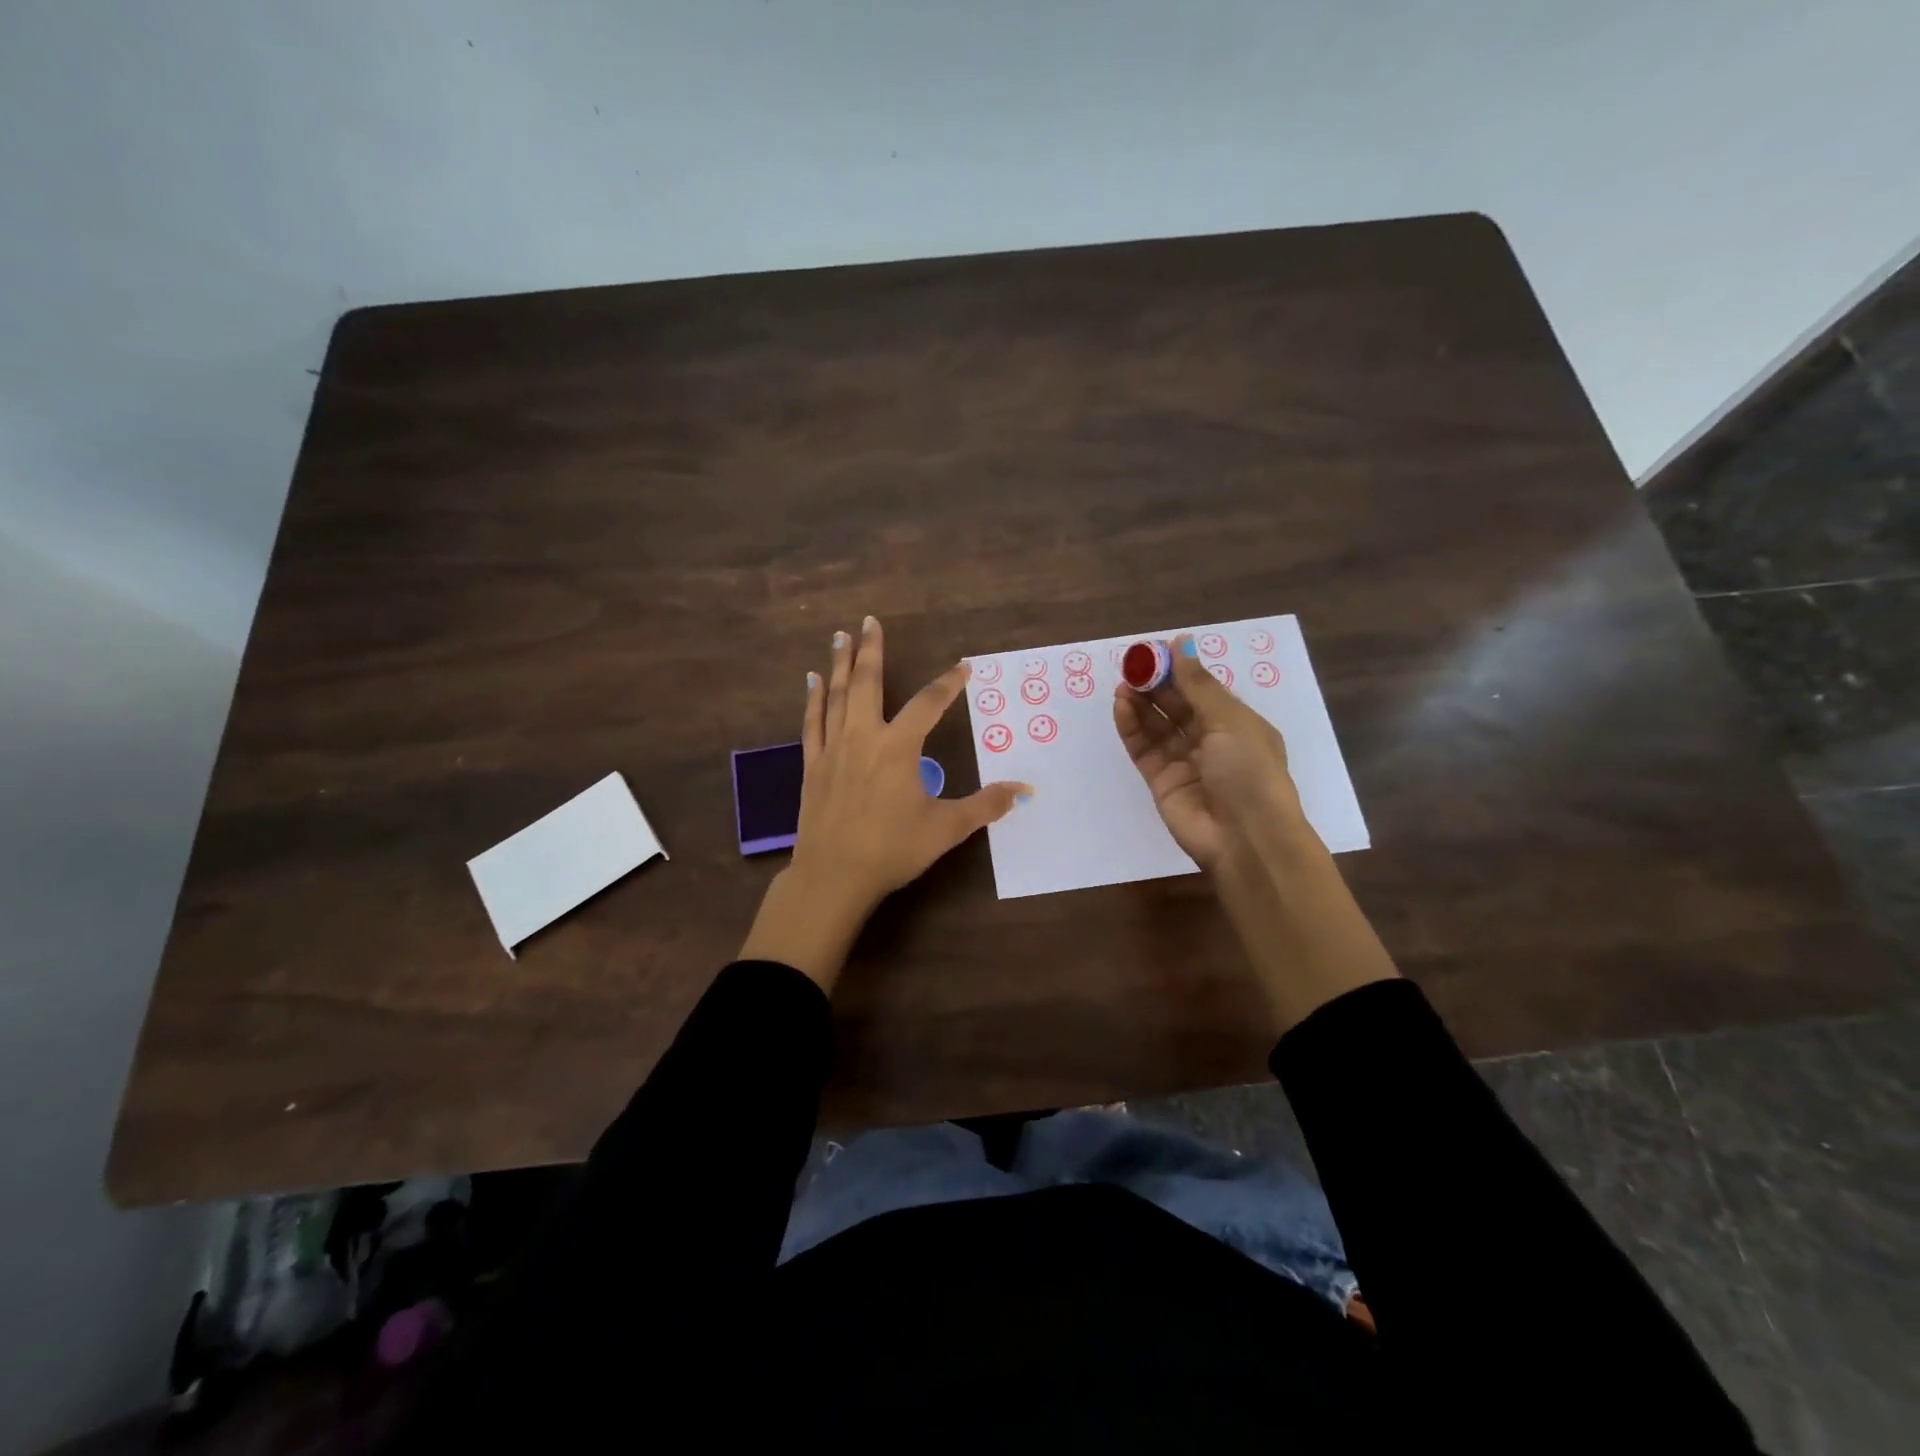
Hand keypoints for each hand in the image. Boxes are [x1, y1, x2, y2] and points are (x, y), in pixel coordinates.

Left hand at [740, 616, 1031, 991]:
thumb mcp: (945, 829)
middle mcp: (864, 737)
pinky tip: (812, 681)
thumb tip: (1023, 790)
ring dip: (840, 664)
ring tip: (840, 636)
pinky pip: (812, 722)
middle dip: (872, 650)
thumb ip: (984, 806)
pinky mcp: (813, 765)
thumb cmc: (892, 850)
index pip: (929, 704)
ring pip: (836, 696)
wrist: (833, 876)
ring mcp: (834, 749)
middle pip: (868, 683)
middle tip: (870, 621)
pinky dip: (813, 699)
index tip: (963, 667)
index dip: (948, 683)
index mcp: (898, 748)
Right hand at [1113, 635, 1305, 872]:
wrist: (1245, 838)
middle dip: (1156, 685)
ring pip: (1157, 726)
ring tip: (1124, 685)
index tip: (1156, 650)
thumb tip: (1181, 643)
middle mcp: (1211, 742)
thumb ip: (1198, 684)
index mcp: (1237, 725)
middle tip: (1133, 665)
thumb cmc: (1249, 771)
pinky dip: (1131, 727)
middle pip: (1177, 706)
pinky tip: (1121, 706)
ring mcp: (1184, 762)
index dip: (1180, 670)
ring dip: (1141, 703)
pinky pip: (1143, 748)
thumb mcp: (1230, 721)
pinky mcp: (1161, 781)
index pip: (1203, 690)